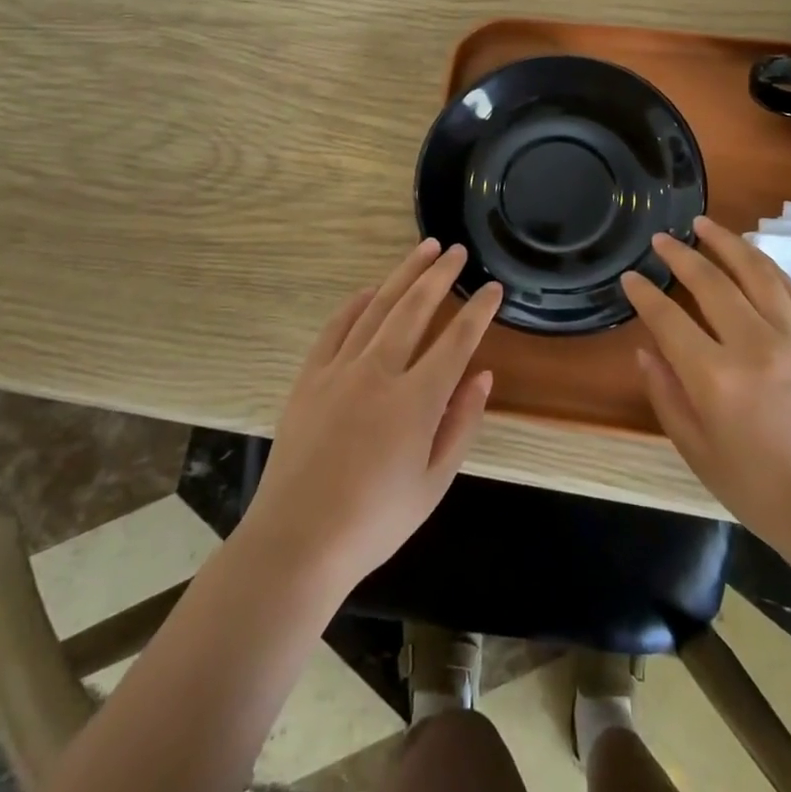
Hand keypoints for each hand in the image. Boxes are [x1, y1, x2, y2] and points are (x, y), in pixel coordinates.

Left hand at [243, 239, 502, 593]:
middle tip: (456, 251)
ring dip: (402, 275)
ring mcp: (340, 370)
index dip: (478, 311)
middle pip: (415, 309)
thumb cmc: (375, 521)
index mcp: (416, 400)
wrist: (297, 542)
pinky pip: (336, 327)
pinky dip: (355, 304)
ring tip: (423, 250)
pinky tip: (369, 290)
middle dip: (440, 275)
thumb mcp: (433, 483)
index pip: (457, 341)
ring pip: (377, 307)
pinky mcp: (310, 377)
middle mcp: (379, 372)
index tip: (493, 288)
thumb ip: (461, 424)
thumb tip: (483, 376)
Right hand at [619, 216, 790, 565]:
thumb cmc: (760, 490)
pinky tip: (751, 255)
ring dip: (727, 243)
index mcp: (716, 378)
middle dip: (681, 255)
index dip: (645, 294)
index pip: (670, 319)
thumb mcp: (698, 452)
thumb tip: (647, 350)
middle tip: (661, 238)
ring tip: (705, 224)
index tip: (630, 277)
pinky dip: (766, 266)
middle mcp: (754, 346)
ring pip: (756, 273)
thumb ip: (667, 396)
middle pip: (711, 283)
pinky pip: (789, 290)